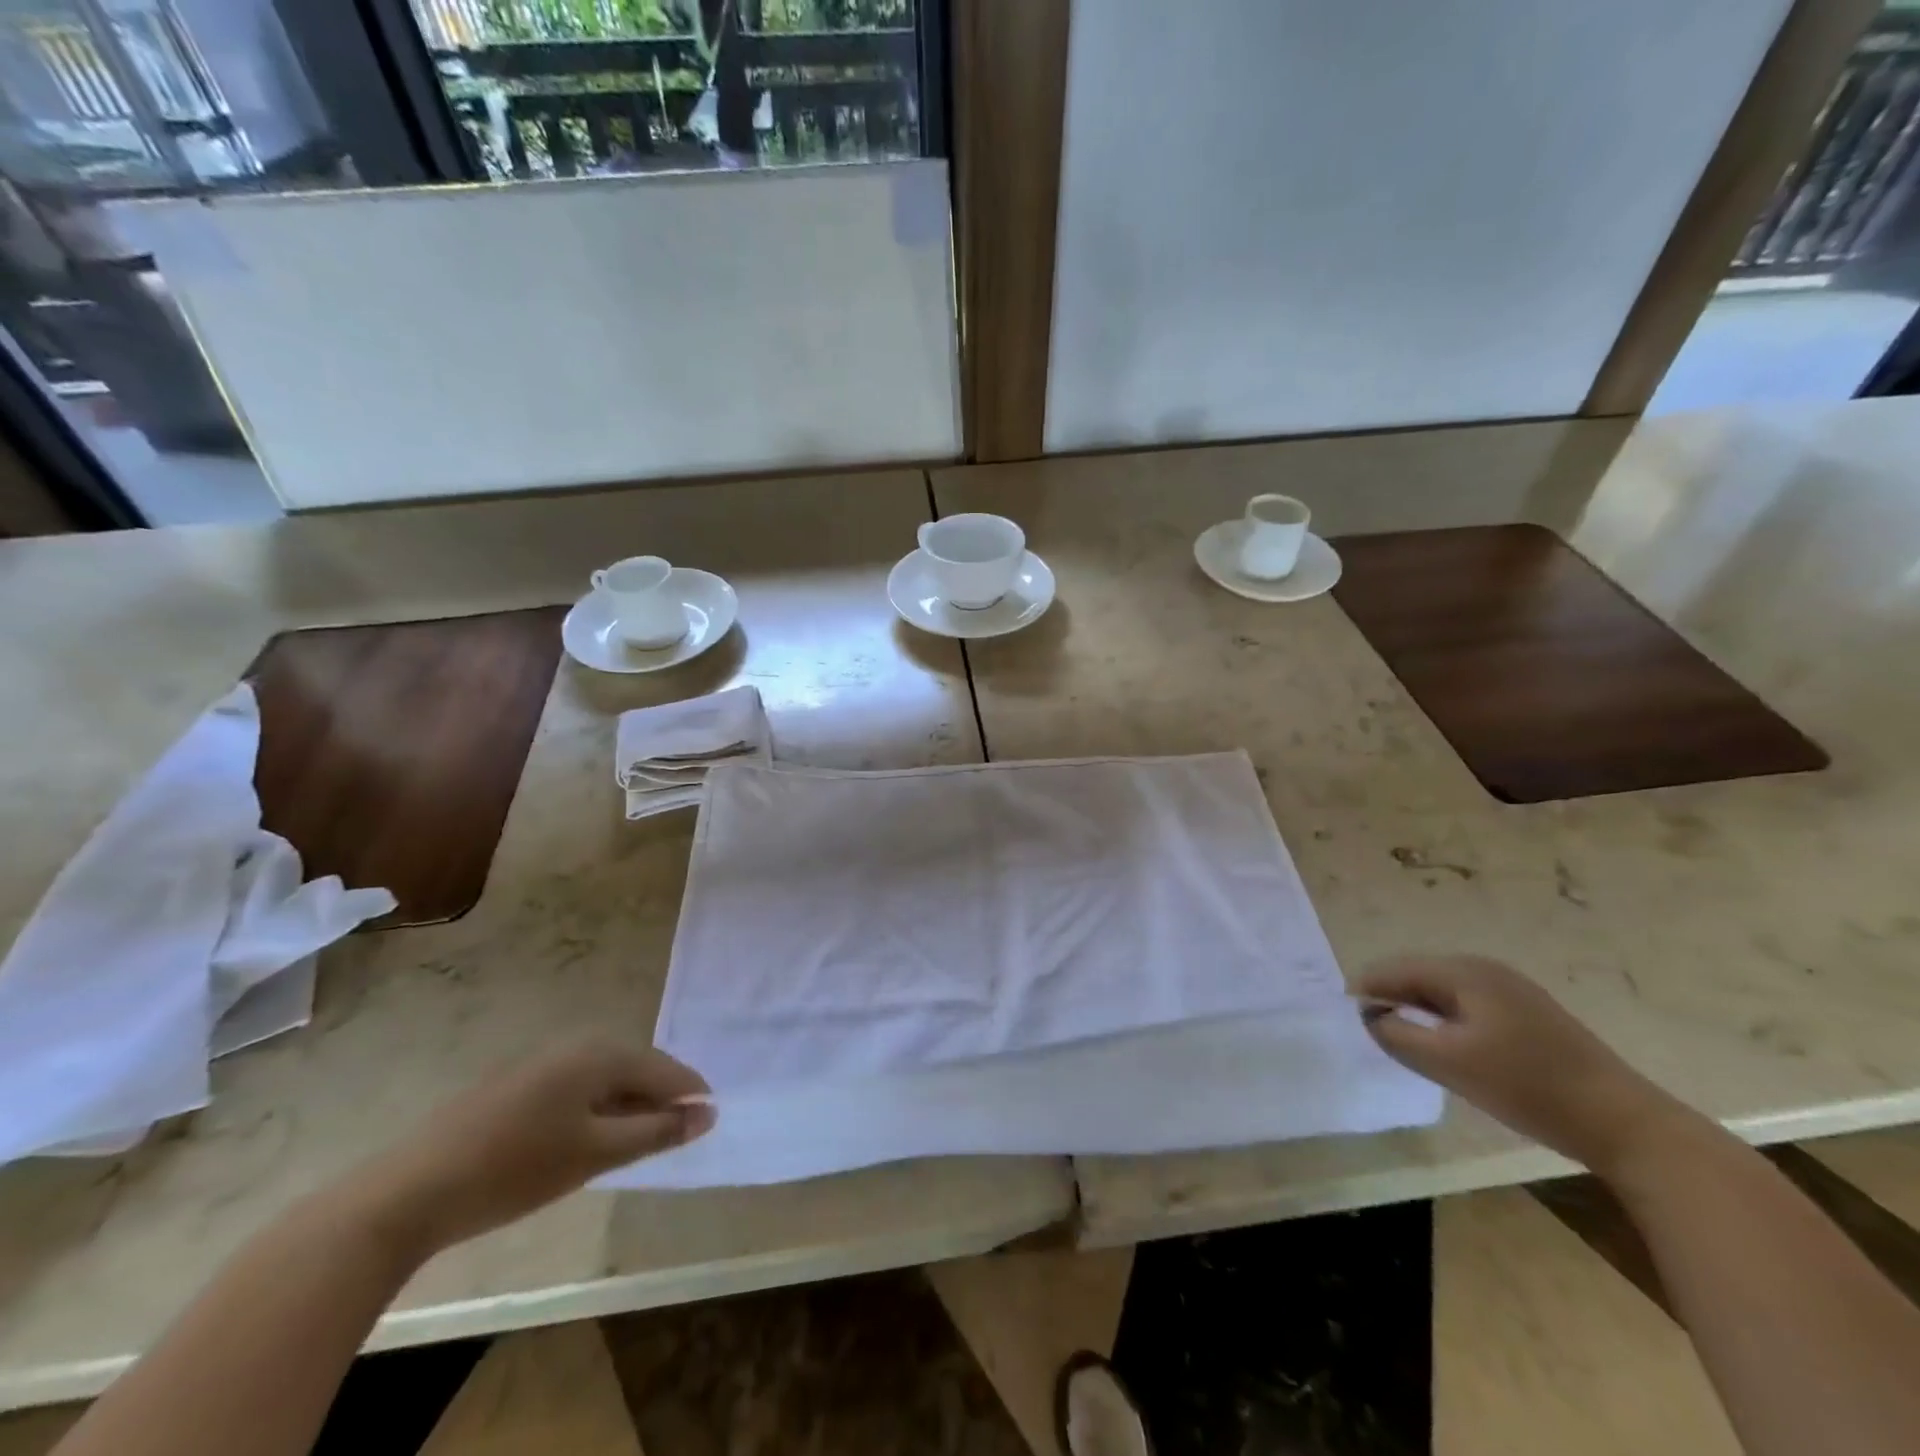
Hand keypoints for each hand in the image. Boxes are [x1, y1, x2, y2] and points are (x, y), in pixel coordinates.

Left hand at [353, 1039, 715, 1255]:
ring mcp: (543, 1062)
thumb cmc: (516, 1169)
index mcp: (601, 1053)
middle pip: (636, 1068)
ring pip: (605, 1079)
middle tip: (677, 1136)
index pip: (664, 1068)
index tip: (709, 1122)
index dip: (690, 1095)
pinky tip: (590, 1139)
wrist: (410, 1192)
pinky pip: (577, 1088)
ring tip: (639, 1141)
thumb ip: (656, 1132)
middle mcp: (576, 1045)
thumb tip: (708, 1113)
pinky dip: (597, 1110)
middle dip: (660, 1100)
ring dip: (628, 1106)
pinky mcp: (518, 1084)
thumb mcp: (596, 1154)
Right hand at [1355, 955, 1678, 1173]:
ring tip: (1403, 1042)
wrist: (1625, 1124)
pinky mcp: (1528, 1015)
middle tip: (1372, 1034)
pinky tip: (1447, 1049)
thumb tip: (1370, 1016)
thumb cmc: (1528, 1087)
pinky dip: (1445, 1022)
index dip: (1365, 991)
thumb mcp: (1448, 1063)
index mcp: (1464, 972)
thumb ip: (1396, 1034)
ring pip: (1442, 993)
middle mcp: (1484, 970)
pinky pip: (1467, 1007)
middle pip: (1417, 976)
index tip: (1344, 1019)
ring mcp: (1511, 990)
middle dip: (1390, 1000)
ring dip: (1418, 1012)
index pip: (1394, 970)